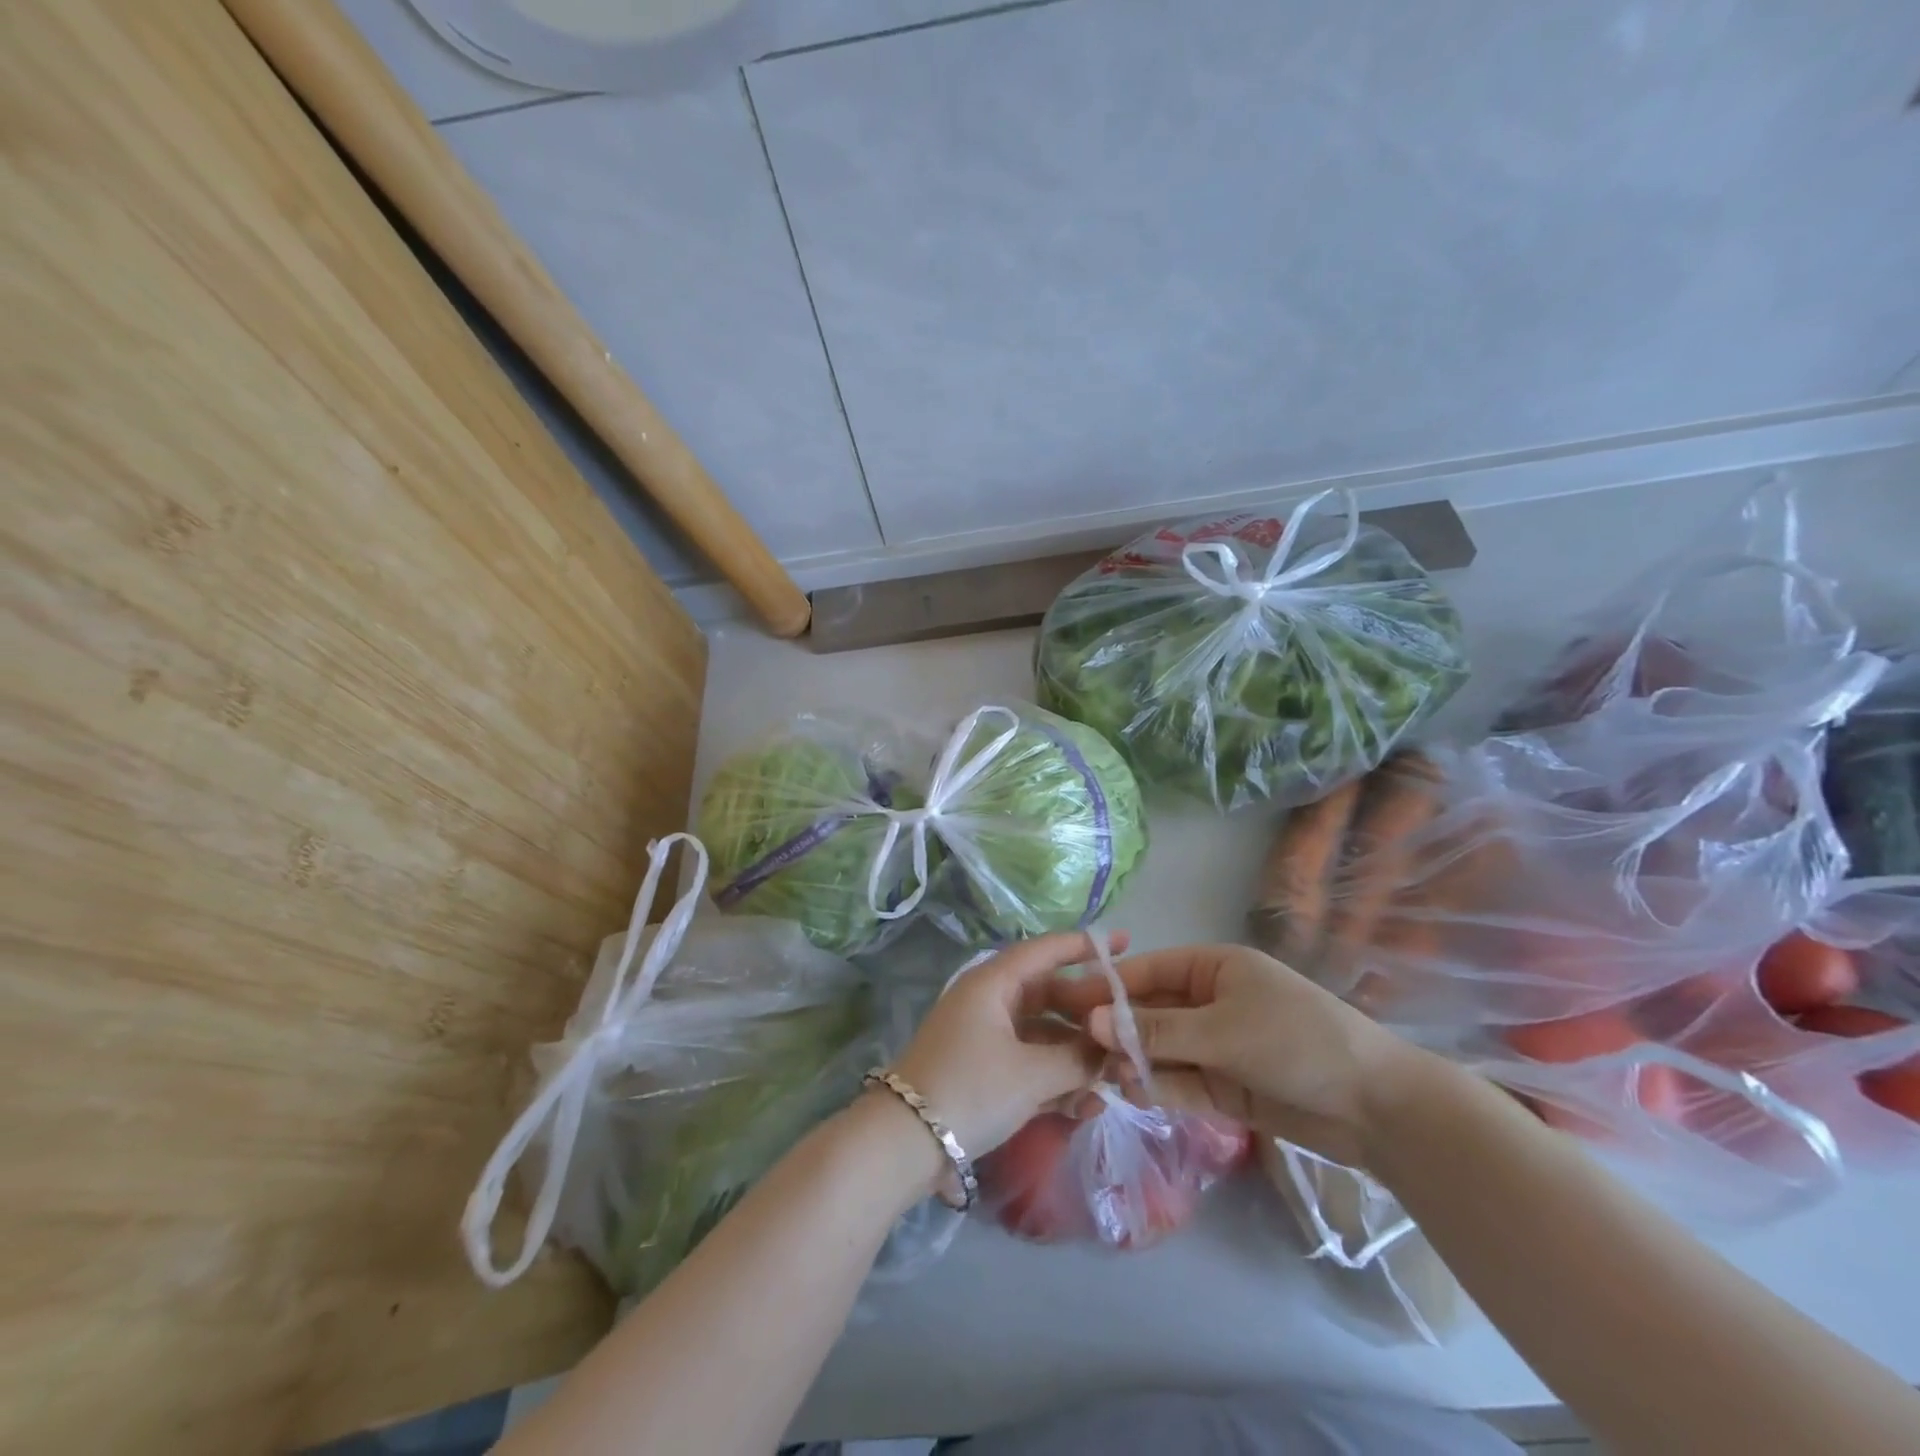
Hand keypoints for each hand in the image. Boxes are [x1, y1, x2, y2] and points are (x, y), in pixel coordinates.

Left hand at [887, 930, 1128, 1165]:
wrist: (904, 1143)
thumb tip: (1109, 1051)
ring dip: (1075, 1054)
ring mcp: (983, 1036)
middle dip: (1088, 1014)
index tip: (1125, 943)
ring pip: (1041, 1033)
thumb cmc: (970, 1090)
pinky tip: (1084, 1106)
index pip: (1045, 951)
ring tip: (1114, 1080)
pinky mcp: (981, 1069)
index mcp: (993, 984)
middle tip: (1128, 1027)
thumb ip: (1078, 1059)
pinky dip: (1053, 1078)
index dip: (1085, 945)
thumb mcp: (1031, 1075)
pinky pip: (1027, 1061)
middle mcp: (988, 1001)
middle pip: (1048, 994)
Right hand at [1061, 943, 1425, 1166]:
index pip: (1146, 971)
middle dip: (1115, 1030)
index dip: (1106, 986)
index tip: (1064, 1003)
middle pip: (1149, 1012)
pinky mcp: (1224, 1086)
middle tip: (1074, 1048)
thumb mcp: (1221, 1031)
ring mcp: (1216, 1046)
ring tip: (1105, 1077)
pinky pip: (1180, 1082)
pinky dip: (1158, 1089)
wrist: (1377, 1107)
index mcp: (1213, 968)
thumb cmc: (1296, 1041)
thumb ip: (1155, 1031)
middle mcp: (1209, 1002)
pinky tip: (1133, 1094)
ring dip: (1133, 1062)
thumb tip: (1089, 1021)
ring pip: (1160, 1050)